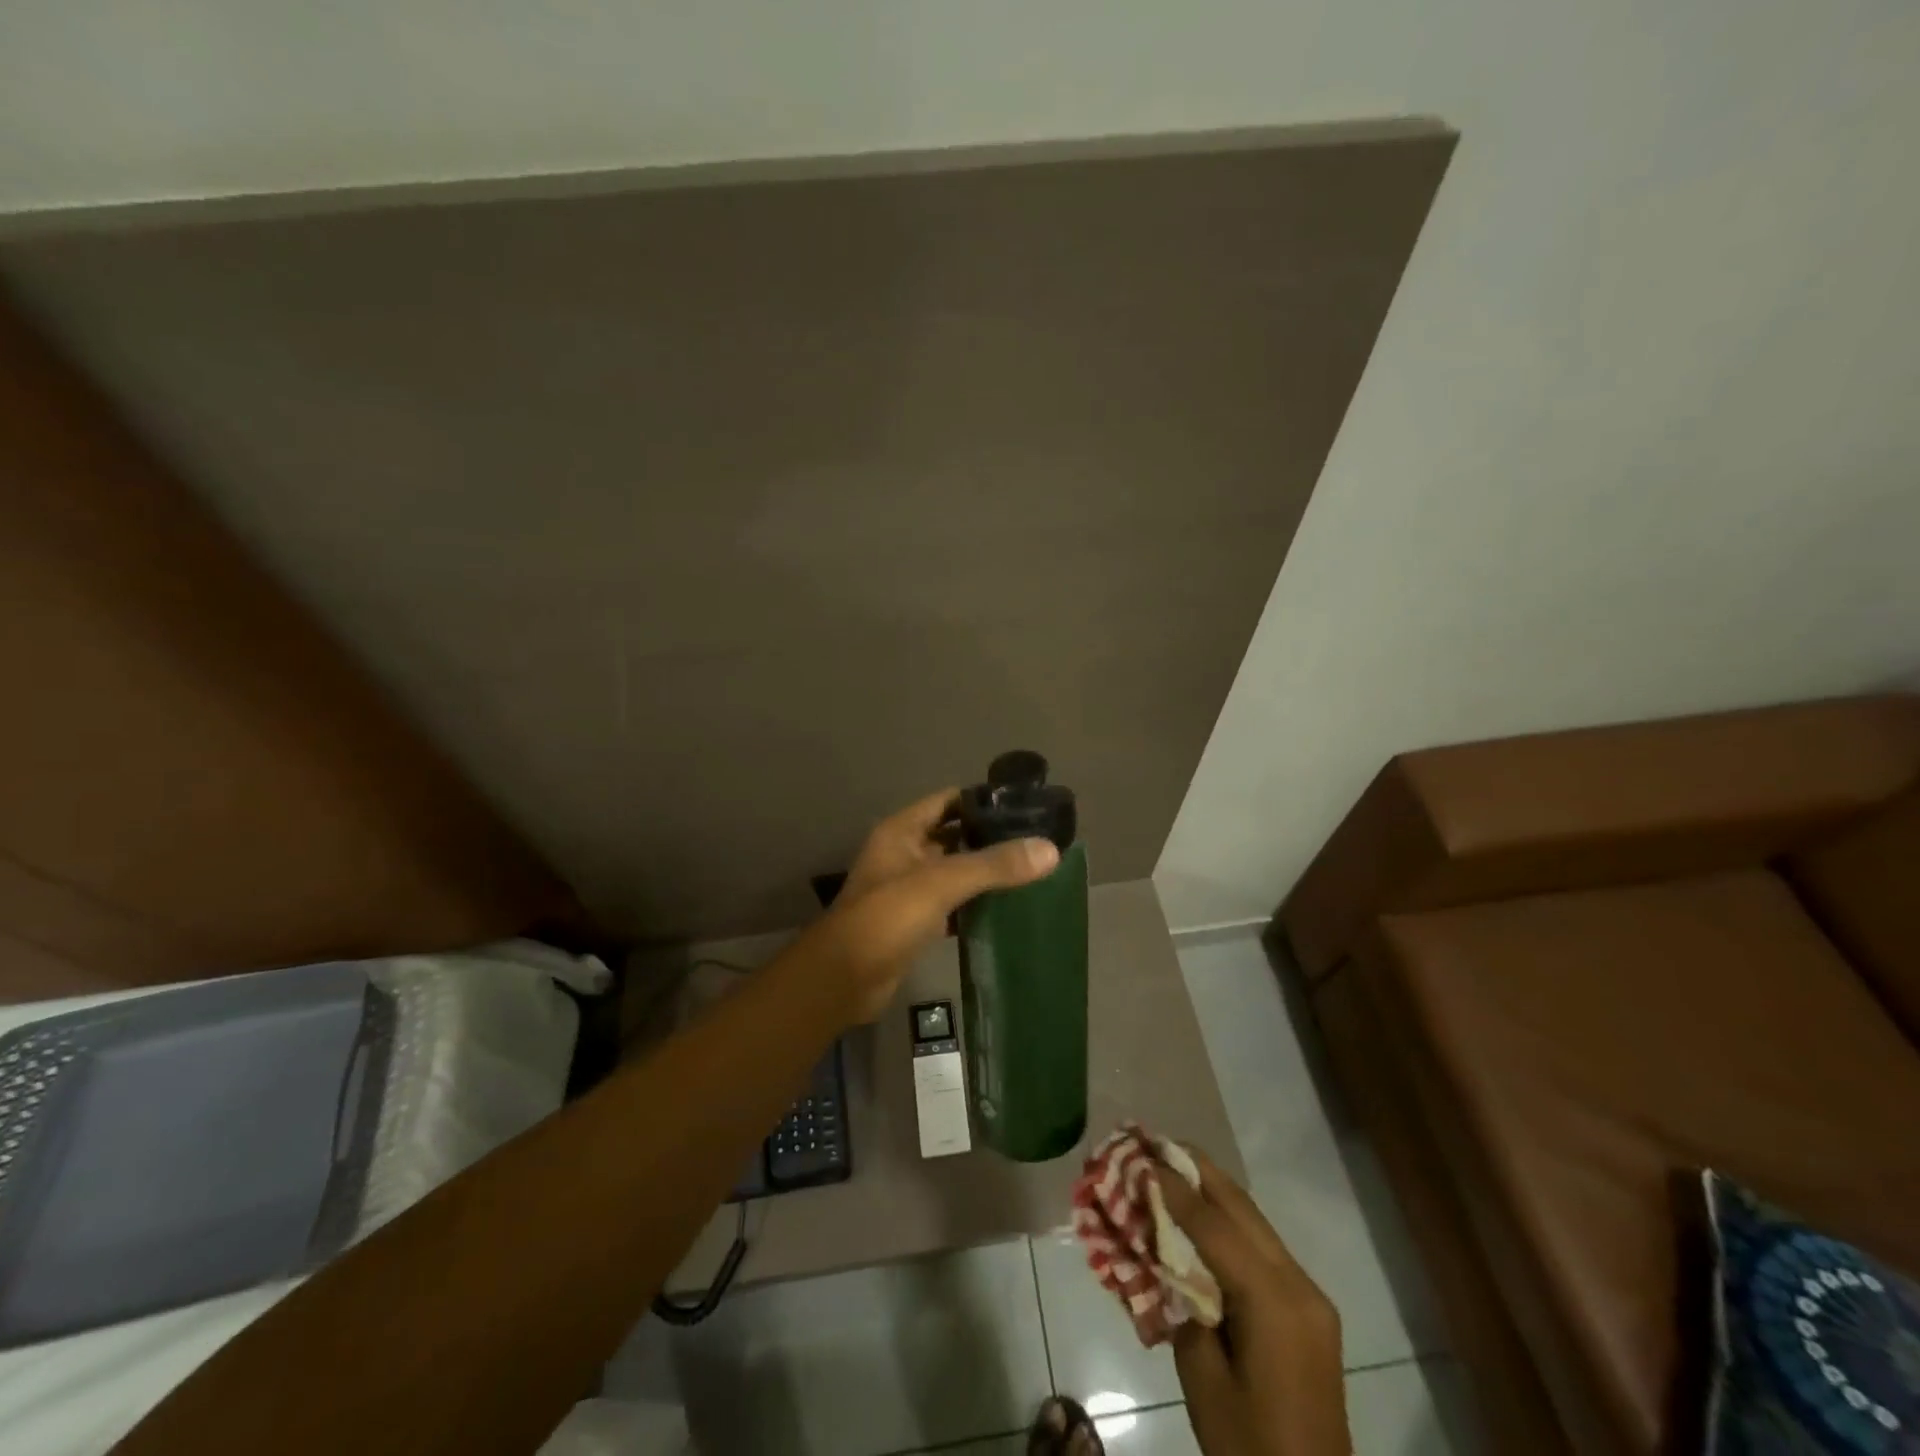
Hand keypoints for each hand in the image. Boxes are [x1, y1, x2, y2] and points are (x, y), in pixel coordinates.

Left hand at [811, 788, 1058, 1020]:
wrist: (844, 979)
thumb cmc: (886, 917)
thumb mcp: (941, 882)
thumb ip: (994, 865)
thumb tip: (1051, 850)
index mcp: (902, 831)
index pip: (948, 801)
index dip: (982, 800)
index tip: (1025, 808)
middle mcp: (904, 854)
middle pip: (953, 836)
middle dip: (989, 838)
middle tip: (1036, 843)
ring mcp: (907, 890)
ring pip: (953, 872)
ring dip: (984, 873)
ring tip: (1031, 873)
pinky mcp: (914, 923)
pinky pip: (951, 904)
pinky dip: (974, 904)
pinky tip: (1006, 909)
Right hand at [1158, 1150, 1349, 1455]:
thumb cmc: (1249, 1444)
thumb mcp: (1202, 1377)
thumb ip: (1184, 1301)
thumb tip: (1166, 1251)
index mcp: (1275, 1304)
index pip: (1217, 1228)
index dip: (1177, 1189)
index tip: (1145, 1157)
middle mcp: (1300, 1286)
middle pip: (1243, 1210)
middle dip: (1200, 1171)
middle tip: (1160, 1141)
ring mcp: (1309, 1296)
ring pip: (1255, 1222)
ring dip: (1215, 1191)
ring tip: (1176, 1164)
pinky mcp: (1308, 1309)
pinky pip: (1263, 1248)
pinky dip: (1229, 1222)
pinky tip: (1202, 1213)